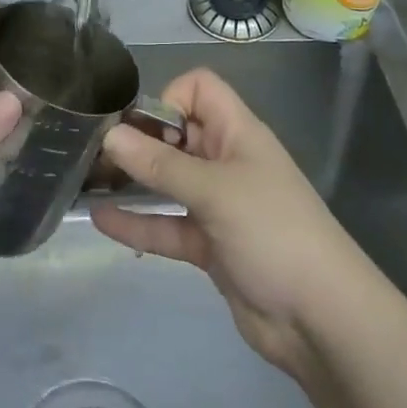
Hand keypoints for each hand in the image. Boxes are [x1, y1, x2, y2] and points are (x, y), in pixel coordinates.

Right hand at [90, 68, 375, 380]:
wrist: (320, 318)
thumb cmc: (273, 232)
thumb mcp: (215, 191)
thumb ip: (160, 165)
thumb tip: (110, 135)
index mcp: (238, 133)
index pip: (199, 89)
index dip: (168, 99)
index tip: (142, 129)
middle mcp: (227, 160)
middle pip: (178, 134)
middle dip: (139, 139)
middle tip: (94, 154)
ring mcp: (218, 204)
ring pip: (169, 181)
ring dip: (133, 180)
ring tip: (86, 181)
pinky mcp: (210, 245)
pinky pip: (168, 224)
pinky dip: (138, 222)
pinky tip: (100, 220)